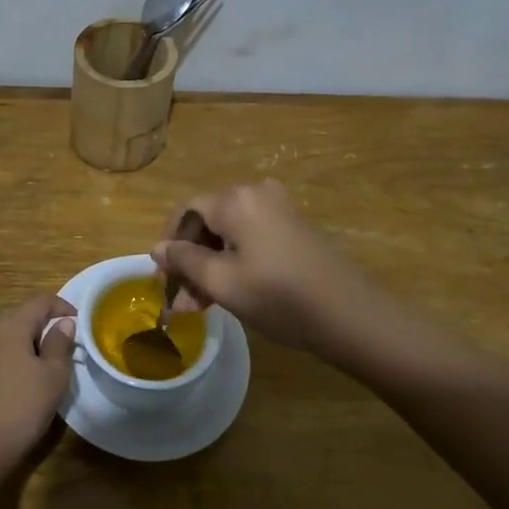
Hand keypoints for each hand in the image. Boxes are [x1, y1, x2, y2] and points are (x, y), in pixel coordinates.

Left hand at [0, 294, 76, 482]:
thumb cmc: (20, 406)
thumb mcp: (52, 376)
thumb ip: (60, 344)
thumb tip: (63, 322)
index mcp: (12, 324)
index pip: (41, 301)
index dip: (64, 307)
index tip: (82, 323)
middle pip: (24, 316)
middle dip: (48, 326)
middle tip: (69, 346)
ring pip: (12, 337)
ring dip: (34, 344)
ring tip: (52, 366)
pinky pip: (2, 355)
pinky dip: (19, 359)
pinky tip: (28, 383)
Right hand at [152, 180, 378, 357]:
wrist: (351, 315)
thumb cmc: (278, 297)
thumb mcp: (222, 282)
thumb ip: (184, 261)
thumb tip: (158, 248)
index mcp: (235, 200)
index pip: (186, 211)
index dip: (169, 243)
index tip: (163, 278)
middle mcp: (256, 193)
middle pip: (208, 220)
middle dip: (190, 258)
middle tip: (183, 297)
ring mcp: (279, 208)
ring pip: (229, 231)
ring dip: (211, 263)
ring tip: (203, 303)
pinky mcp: (295, 226)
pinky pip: (251, 235)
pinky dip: (235, 259)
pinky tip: (231, 290)